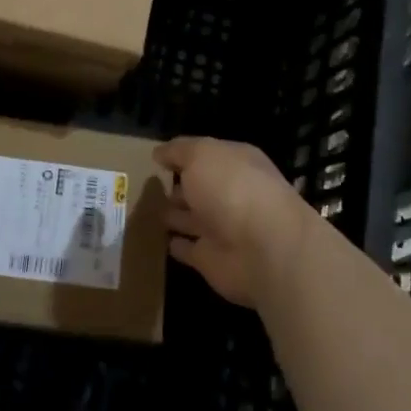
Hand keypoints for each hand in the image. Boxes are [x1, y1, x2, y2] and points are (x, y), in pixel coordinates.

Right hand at [156, 136, 311, 308]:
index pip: (206, 155)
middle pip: (199, 188)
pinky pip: (189, 249)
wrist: (264, 249)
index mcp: (235, 163)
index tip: (156, 158)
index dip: (182, 155)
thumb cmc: (233, 189)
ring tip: (146, 210)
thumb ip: (179, 151)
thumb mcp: (201, 154)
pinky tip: (161, 240)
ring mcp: (222, 228)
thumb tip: (159, 153)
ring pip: (191, 218)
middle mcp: (231, 194)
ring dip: (173, 215)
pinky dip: (177, 246)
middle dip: (177, 186)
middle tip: (148, 186)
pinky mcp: (212, 259)